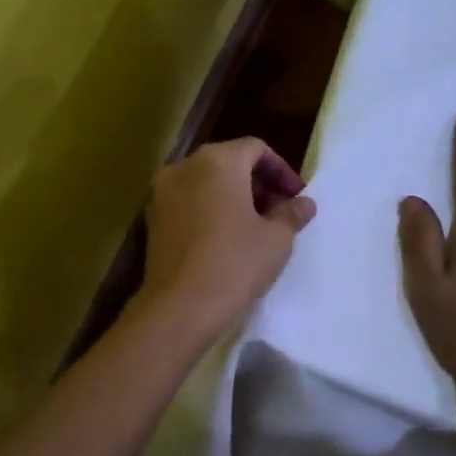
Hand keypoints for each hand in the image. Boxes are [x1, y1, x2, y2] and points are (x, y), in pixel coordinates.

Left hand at [138, 138, 316, 340]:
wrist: (180, 307)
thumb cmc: (235, 264)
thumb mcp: (276, 239)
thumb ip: (292, 213)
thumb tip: (304, 203)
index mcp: (217, 161)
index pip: (256, 148)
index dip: (281, 170)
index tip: (296, 198)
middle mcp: (184, 166)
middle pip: (228, 161)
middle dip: (256, 182)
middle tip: (279, 211)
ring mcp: (162, 192)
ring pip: (205, 182)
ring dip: (232, 196)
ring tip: (254, 226)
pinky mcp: (152, 218)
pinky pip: (187, 202)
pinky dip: (208, 209)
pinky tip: (224, 238)